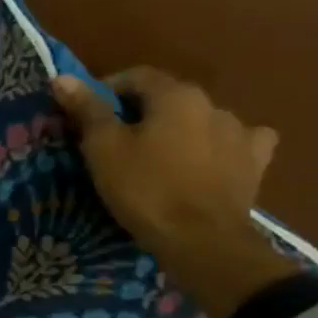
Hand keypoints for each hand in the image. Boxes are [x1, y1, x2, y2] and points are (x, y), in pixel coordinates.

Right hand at [51, 69, 298, 317]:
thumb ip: (88, 109)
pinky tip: (212, 158)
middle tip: (117, 139)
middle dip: (142, 111)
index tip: (88, 114)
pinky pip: (238, 143)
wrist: (202, 241)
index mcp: (176, 95)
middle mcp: (213, 104)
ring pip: (201, 119)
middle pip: (169, 97)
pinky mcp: (255, 164)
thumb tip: (63, 78)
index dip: (108, 90)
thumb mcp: (103, 148)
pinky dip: (220, 145)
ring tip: (159, 153)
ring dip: (179, 128)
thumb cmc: (145, 189)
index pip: (136, 76)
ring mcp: (240, 134)